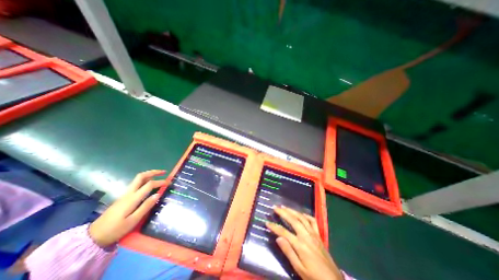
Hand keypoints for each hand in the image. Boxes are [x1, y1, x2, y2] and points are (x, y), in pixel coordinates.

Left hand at [88, 170, 166, 246]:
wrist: (93, 237)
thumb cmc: (115, 229)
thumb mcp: (133, 220)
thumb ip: (146, 206)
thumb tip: (158, 194)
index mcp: (132, 198)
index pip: (149, 185)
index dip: (160, 182)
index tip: (168, 183)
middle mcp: (129, 193)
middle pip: (141, 176)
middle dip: (153, 172)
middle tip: (164, 172)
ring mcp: (125, 195)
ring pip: (138, 179)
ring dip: (150, 175)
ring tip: (159, 176)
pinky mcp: (123, 198)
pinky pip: (136, 184)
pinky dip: (145, 181)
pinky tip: (150, 185)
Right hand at [265, 205, 342, 279]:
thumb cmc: (314, 277)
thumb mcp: (299, 269)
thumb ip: (288, 252)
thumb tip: (278, 238)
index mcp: (300, 245)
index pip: (284, 232)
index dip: (274, 227)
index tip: (267, 222)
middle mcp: (306, 236)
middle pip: (293, 220)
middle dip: (283, 212)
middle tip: (275, 207)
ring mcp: (314, 234)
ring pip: (302, 218)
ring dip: (292, 211)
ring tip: (285, 207)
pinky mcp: (319, 235)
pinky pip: (313, 221)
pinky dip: (306, 215)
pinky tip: (301, 214)